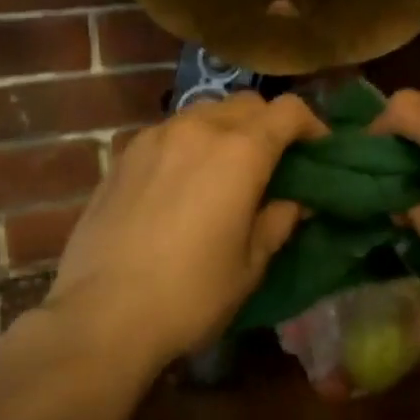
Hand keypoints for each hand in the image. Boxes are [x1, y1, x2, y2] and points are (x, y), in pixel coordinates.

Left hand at [42, 92, 325, 370]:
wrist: (101, 316)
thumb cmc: (191, 294)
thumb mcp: (251, 264)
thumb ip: (278, 221)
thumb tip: (293, 201)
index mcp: (240, 152)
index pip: (288, 111)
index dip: (311, 125)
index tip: (318, 150)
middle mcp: (199, 129)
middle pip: (247, 103)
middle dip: (269, 123)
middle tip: (274, 160)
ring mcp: (155, 137)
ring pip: (205, 112)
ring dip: (227, 128)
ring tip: (226, 167)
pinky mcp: (123, 155)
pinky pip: (169, 132)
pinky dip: (189, 143)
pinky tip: (183, 180)